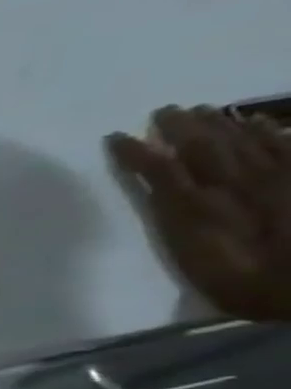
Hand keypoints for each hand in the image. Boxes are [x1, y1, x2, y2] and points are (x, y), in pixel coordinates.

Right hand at [109, 105, 290, 321]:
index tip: (115, 136)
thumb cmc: (240, 279)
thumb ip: (174, 212)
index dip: (136, 150)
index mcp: (198, 201)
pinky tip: (256, 120)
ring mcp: (274, 177)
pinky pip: (285, 146)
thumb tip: (156, 178)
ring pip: (243, 140)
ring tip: (203, 109)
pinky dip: (269, 130)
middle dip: (181, 127)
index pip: (159, 167)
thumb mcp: (192, 252)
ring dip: (219, 124)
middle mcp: (233, 181)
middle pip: (204, 146)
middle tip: (164, 110)